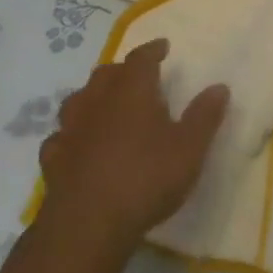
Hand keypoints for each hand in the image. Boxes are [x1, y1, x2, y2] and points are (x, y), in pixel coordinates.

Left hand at [36, 37, 229, 255]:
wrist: (88, 225)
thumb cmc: (146, 178)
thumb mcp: (189, 148)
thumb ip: (204, 116)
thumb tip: (219, 87)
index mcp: (131, 91)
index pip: (140, 58)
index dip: (152, 50)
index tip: (162, 47)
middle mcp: (97, 102)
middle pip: (106, 74)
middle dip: (122, 71)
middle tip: (137, 77)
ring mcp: (70, 130)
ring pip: (78, 100)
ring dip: (93, 97)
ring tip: (106, 105)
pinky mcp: (53, 159)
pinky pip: (62, 136)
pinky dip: (73, 133)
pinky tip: (79, 144)